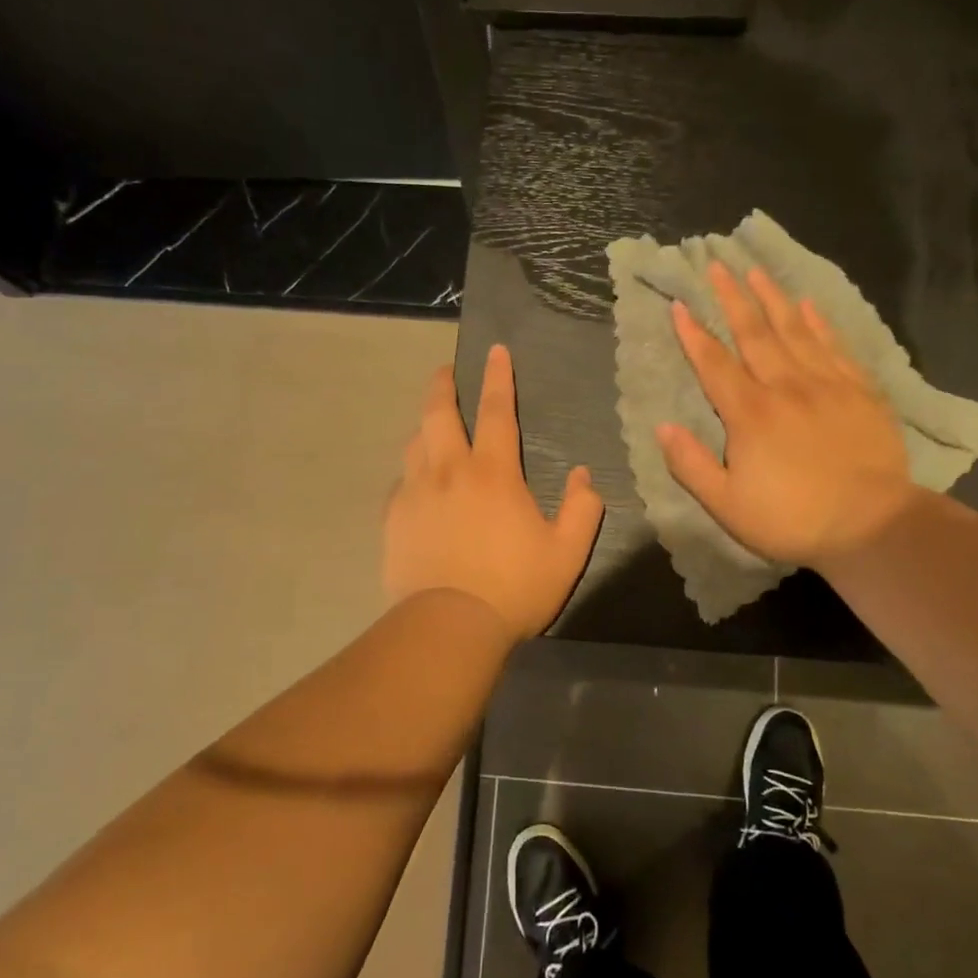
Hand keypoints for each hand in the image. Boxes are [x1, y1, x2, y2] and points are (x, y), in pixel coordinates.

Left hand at [384, 344, 604, 638]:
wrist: (449, 626)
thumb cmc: (514, 587)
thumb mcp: (567, 552)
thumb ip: (582, 509)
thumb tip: (584, 475)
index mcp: (493, 472)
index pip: (496, 410)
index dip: (497, 377)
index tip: (494, 350)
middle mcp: (449, 470)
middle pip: (439, 413)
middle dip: (442, 385)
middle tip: (445, 371)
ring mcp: (415, 493)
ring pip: (415, 444)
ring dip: (425, 427)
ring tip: (431, 426)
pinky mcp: (393, 519)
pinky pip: (399, 484)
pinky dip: (410, 474)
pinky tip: (415, 485)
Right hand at [657, 261, 917, 569]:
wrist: (872, 525)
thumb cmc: (792, 519)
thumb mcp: (727, 505)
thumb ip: (691, 464)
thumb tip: (663, 427)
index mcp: (750, 414)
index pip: (714, 364)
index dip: (693, 334)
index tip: (680, 304)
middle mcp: (786, 387)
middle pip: (754, 333)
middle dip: (732, 297)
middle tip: (717, 265)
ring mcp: (826, 384)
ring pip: (794, 330)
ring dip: (772, 298)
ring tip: (756, 271)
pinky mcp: (860, 391)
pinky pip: (834, 346)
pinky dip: (819, 322)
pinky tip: (808, 304)